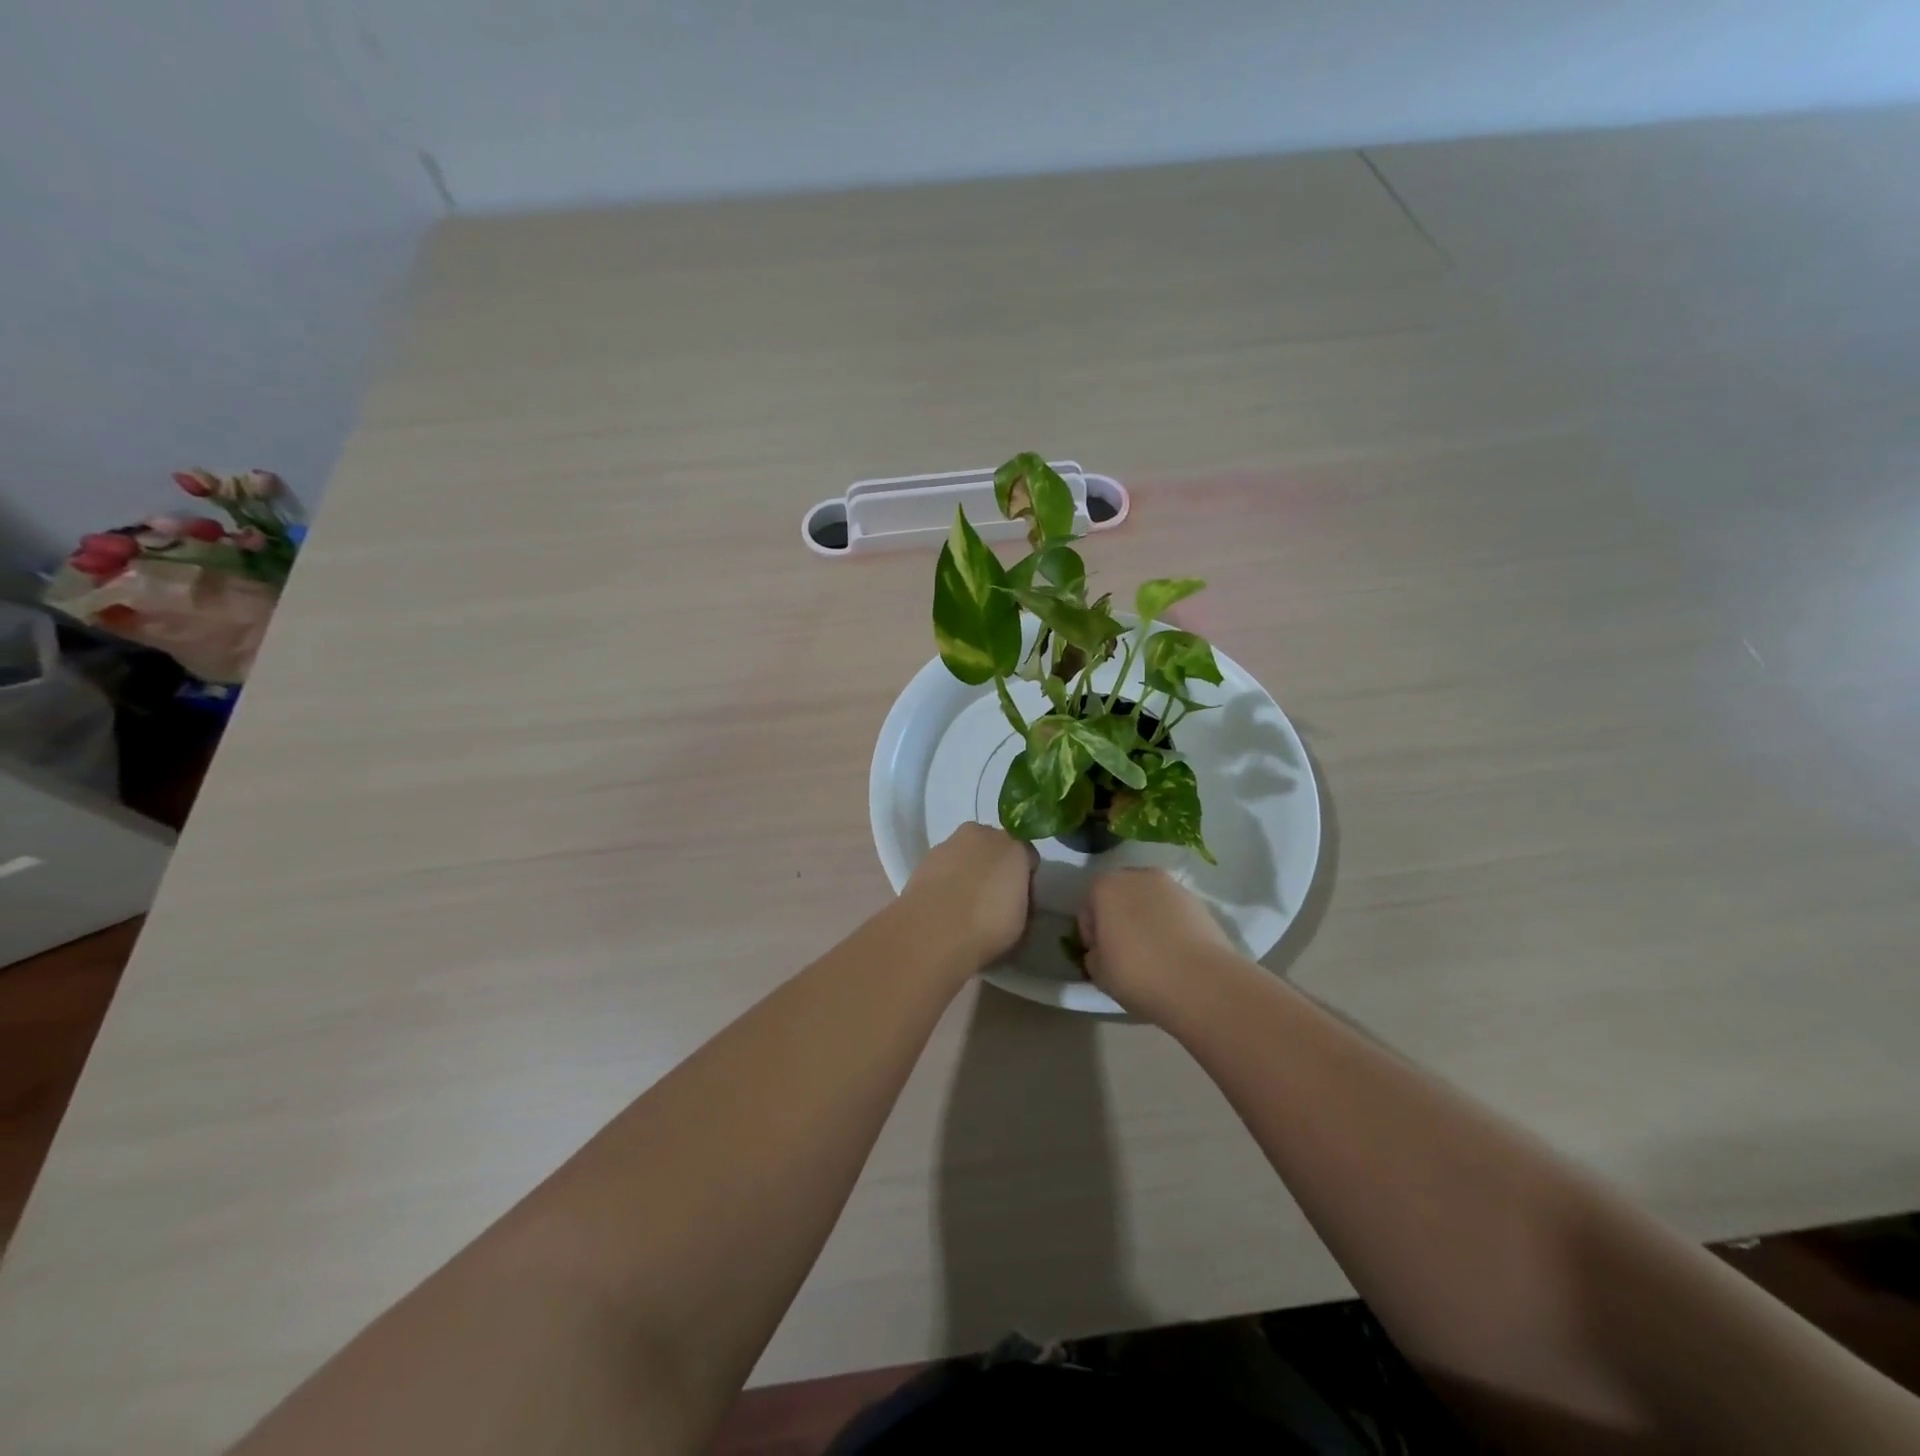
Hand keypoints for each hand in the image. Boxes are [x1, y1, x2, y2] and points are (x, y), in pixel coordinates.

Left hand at [898, 823, 1036, 968]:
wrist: (932, 931)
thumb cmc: (987, 927)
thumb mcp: (1022, 923)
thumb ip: (1022, 900)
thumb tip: (1013, 898)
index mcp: (1014, 847)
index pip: (1028, 856)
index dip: (1025, 879)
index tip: (1020, 901)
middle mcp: (982, 835)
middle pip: (995, 847)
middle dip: (996, 866)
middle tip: (993, 898)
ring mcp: (950, 843)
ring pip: (967, 853)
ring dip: (969, 869)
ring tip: (964, 903)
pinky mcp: (925, 857)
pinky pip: (945, 864)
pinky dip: (947, 877)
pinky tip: (944, 902)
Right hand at [1078, 868, 1237, 1020]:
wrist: (1202, 983)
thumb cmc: (1139, 973)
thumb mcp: (1099, 972)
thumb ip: (1093, 954)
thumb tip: (1103, 951)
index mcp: (1106, 887)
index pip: (1089, 907)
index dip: (1091, 933)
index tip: (1100, 956)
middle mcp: (1138, 876)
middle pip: (1120, 896)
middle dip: (1118, 919)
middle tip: (1123, 952)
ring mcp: (1172, 886)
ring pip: (1149, 902)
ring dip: (1146, 920)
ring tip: (1153, 954)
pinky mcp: (1199, 902)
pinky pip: (1173, 912)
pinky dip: (1170, 926)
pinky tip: (1175, 954)